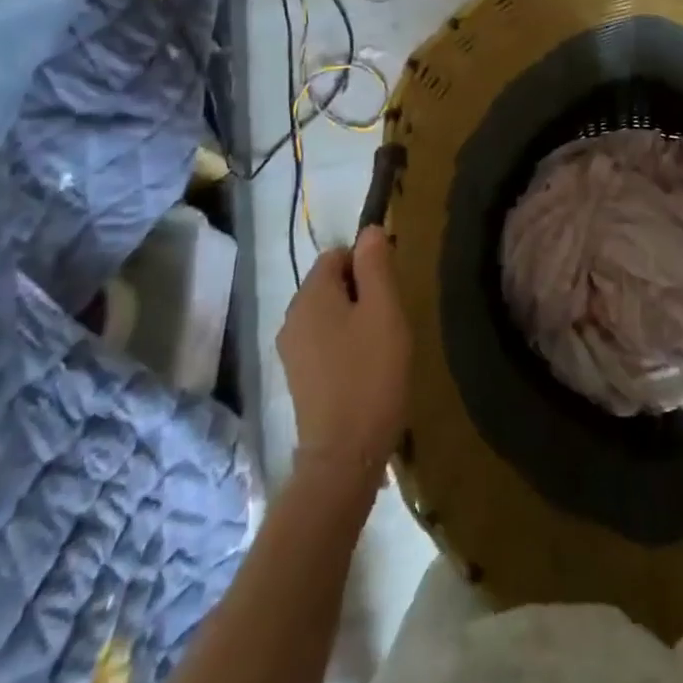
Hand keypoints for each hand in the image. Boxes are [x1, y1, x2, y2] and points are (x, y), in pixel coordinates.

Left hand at [277, 227, 408, 482]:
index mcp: (310, 296)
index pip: (337, 254)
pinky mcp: (298, 377)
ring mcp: (291, 350)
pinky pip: (324, 340)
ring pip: (328, 313)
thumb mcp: (384, 310)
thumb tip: (370, 230)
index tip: (392, 290)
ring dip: (355, 318)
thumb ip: (376, 265)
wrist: (345, 451)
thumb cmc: (371, 372)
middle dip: (362, 291)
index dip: (367, 263)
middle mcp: (291, 317)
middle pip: (330, 283)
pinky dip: (345, 343)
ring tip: (382, 343)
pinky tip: (366, 366)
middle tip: (391, 318)